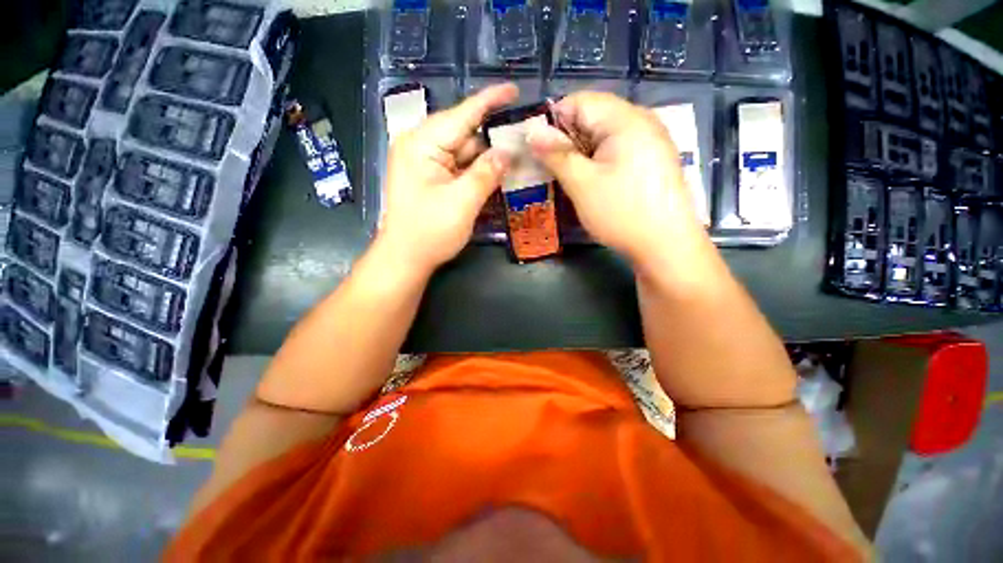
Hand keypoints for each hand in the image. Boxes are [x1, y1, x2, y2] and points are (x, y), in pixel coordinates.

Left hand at [379, 83, 517, 272]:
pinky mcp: (431, 179)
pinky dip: (477, 171)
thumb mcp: (462, 203)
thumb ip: (486, 174)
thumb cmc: (429, 232)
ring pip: (464, 153)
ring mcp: (426, 164)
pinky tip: (497, 174)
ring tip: (517, 157)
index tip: (515, 90)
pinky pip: (459, 168)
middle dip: (493, 137)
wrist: (405, 259)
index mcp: (422, 144)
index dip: (490, 101)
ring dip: (487, 157)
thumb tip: (507, 152)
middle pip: (464, 134)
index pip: (462, 115)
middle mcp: (421, 147)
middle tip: (525, 138)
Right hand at [526, 92, 704, 262]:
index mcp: (625, 119)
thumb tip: (531, 130)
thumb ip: (556, 154)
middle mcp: (641, 121)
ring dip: (581, 153)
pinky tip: (592, 182)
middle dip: (567, 139)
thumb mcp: (582, 183)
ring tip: (568, 178)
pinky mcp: (652, 160)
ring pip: (604, 136)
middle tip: (550, 168)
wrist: (666, 245)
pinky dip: (598, 161)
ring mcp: (650, 141)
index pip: (579, 101)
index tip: (538, 149)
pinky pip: (617, 150)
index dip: (553, 121)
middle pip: (593, 117)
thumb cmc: (621, 212)